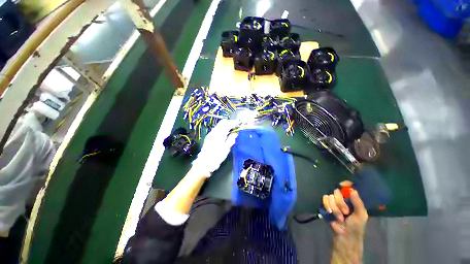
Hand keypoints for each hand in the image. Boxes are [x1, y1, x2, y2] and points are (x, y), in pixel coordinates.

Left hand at [191, 119, 238, 176]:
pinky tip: (225, 133)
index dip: (234, 123)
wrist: (204, 163)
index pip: (227, 124)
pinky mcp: (209, 137)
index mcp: (219, 134)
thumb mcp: (226, 149)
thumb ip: (231, 140)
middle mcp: (214, 132)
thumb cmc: (216, 157)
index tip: (239, 124)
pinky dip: (222, 128)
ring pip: (219, 125)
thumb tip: (235, 133)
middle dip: (230, 122)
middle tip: (236, 126)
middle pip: (222, 122)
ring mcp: (211, 134)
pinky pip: (217, 129)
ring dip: (226, 125)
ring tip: (231, 129)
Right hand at [323, 189, 367, 235]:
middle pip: (337, 191)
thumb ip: (358, 203)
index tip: (342, 185)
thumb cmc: (355, 226)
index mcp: (351, 199)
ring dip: (335, 208)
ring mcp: (333, 201)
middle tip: (345, 212)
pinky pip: (324, 199)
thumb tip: (352, 190)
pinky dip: (327, 206)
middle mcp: (342, 198)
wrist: (344, 235)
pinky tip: (330, 213)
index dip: (344, 184)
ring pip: (330, 196)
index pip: (347, 186)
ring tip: (339, 217)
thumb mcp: (361, 215)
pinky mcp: (326, 204)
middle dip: (340, 203)